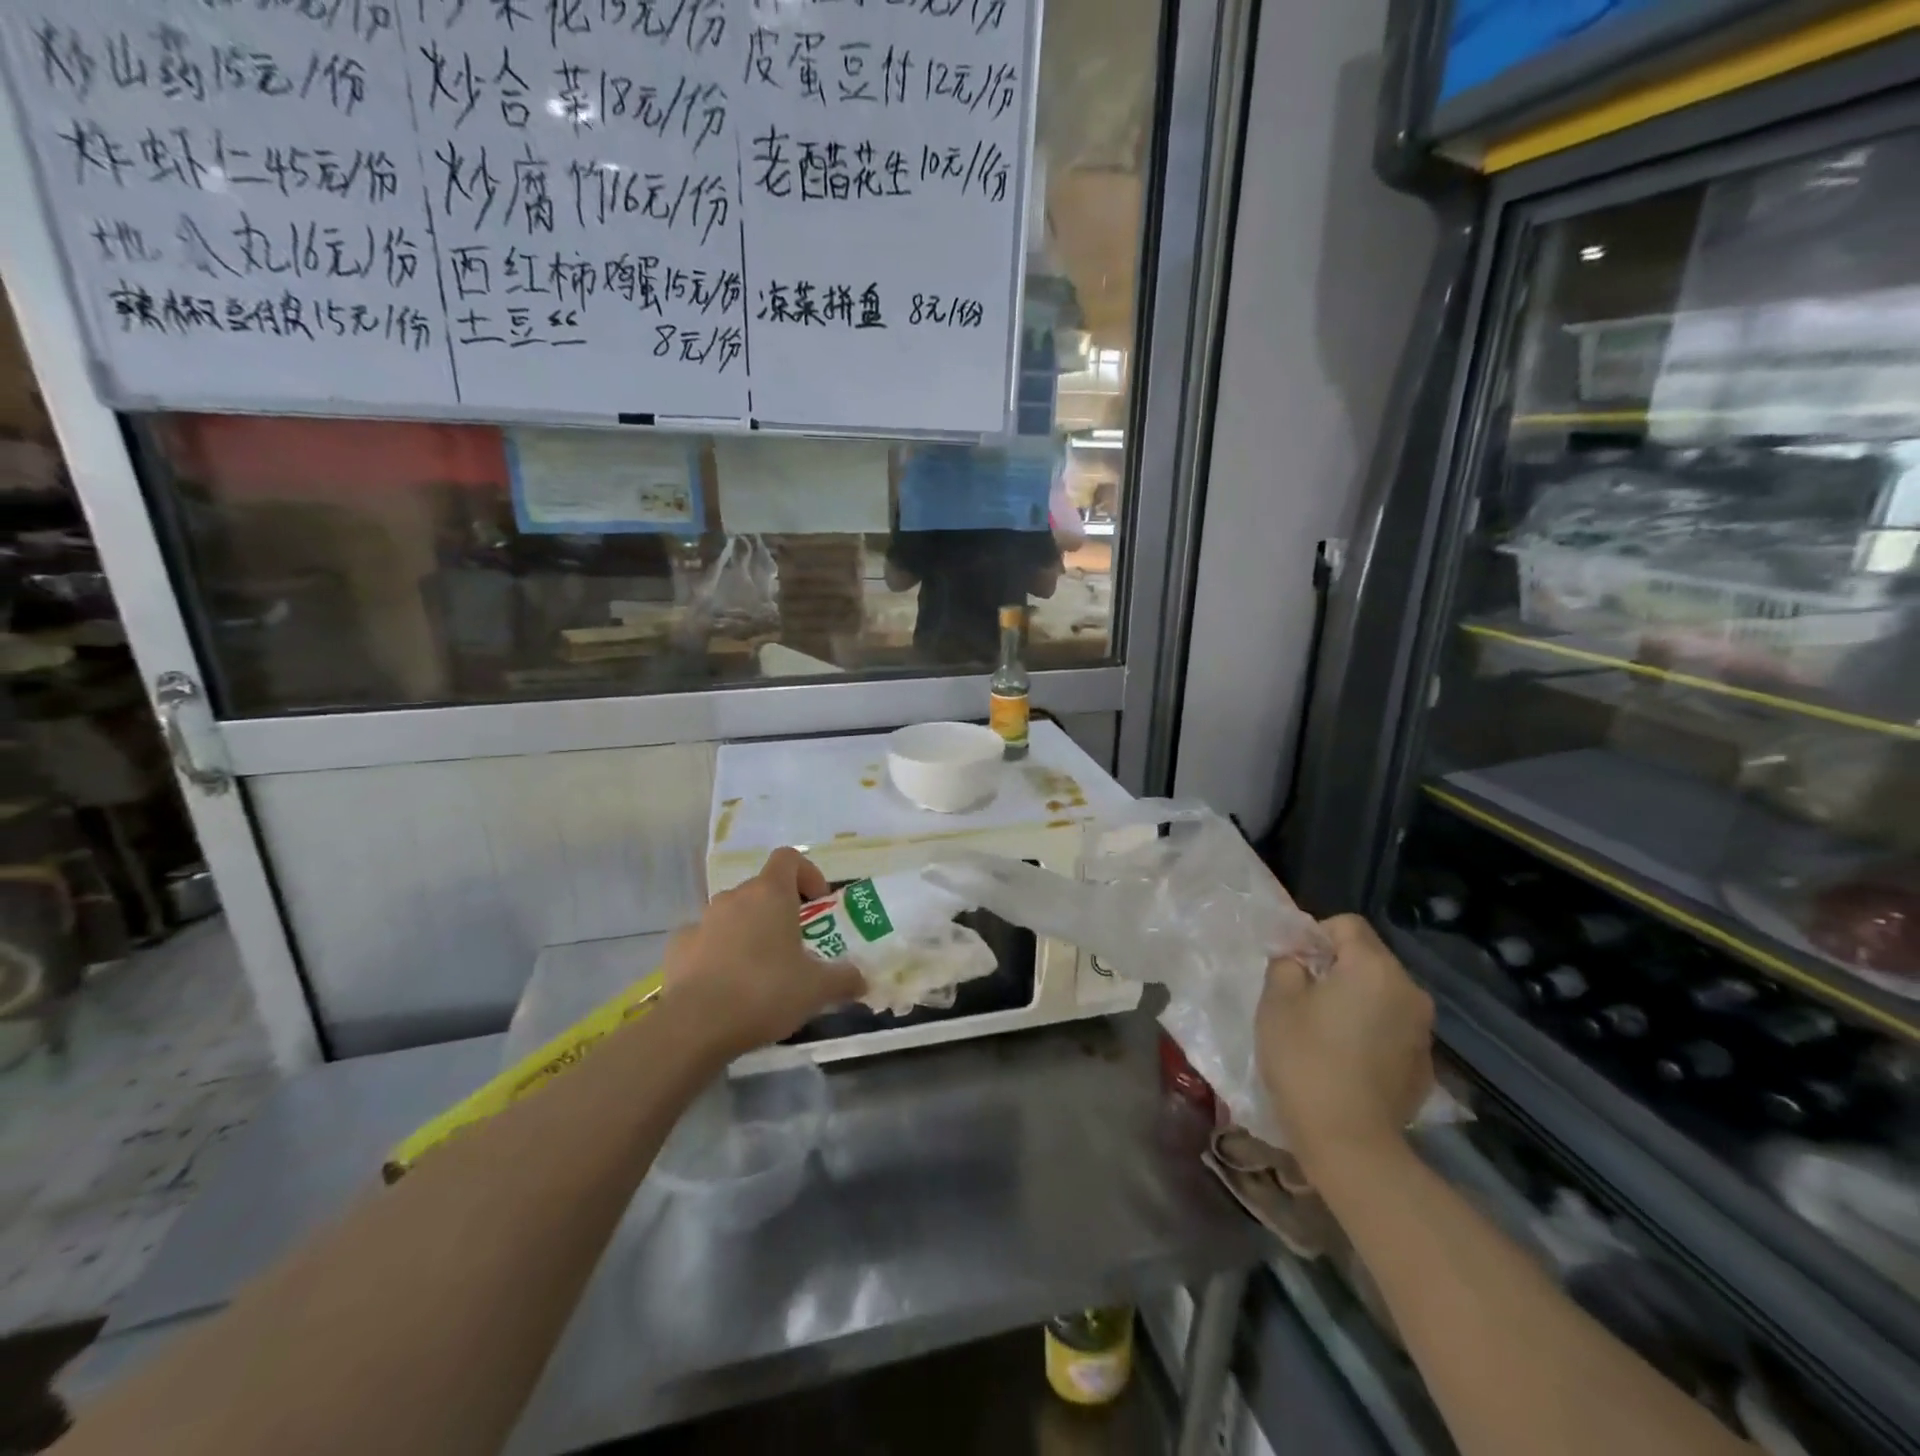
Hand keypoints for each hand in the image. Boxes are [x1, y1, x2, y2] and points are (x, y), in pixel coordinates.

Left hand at [663, 848, 865, 1058]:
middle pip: (761, 888)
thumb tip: (861, 979)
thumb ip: (844, 979)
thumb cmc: (766, 992)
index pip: (789, 858)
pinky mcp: (678, 947)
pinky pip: (704, 939)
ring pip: (732, 914)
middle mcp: (734, 897)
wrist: (696, 1026)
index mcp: (770, 893)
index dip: (807, 874)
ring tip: (760, 969)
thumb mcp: (817, 989)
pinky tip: (724, 984)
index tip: (817, 903)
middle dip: (780, 910)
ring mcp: (702, 920)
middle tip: (795, 944)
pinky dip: (716, 952)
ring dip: (748, 930)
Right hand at [1256, 915, 1434, 1179]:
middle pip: (1368, 958)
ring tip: (1323, 1030)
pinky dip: (1370, 1031)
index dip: (1314, 935)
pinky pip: (1391, 1028)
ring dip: (1354, 1000)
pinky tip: (1346, 1060)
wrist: (1350, 1143)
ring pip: (1381, 994)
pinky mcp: (1424, 1065)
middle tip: (1301, 997)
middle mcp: (1409, 991)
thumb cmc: (1305, 1060)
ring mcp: (1422, 1030)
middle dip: (1335, 968)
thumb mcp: (1277, 1001)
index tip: (1292, 965)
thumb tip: (1299, 960)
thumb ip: (1287, 965)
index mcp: (1375, 968)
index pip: (1346, 925)